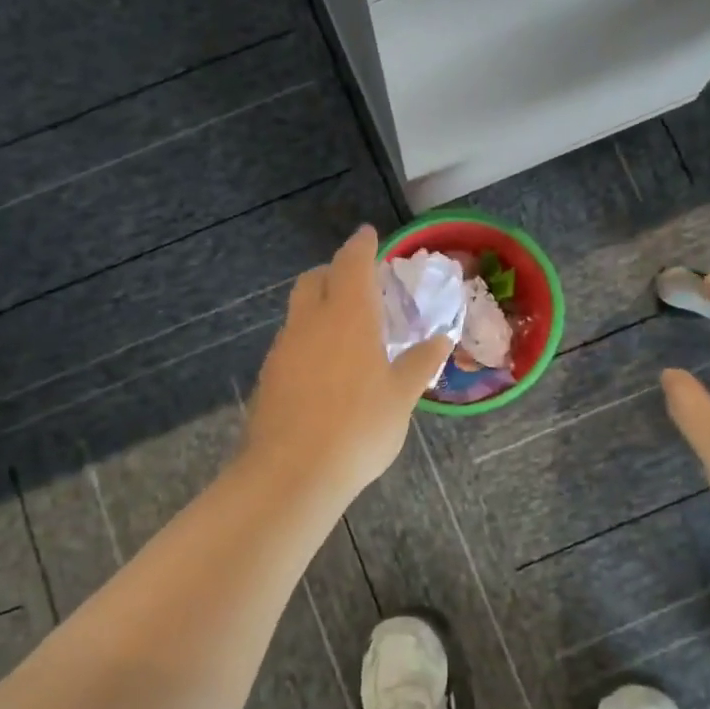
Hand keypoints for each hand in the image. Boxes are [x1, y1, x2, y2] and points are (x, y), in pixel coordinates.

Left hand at [241, 225, 453, 509]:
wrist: (292, 473)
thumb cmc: (359, 427)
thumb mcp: (401, 396)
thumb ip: (420, 363)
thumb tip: (440, 338)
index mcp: (348, 314)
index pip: (352, 262)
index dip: (361, 244)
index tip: (368, 235)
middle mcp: (311, 321)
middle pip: (315, 279)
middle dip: (334, 272)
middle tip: (359, 287)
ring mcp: (284, 347)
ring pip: (299, 310)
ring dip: (320, 307)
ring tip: (346, 333)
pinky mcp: (269, 374)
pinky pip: (291, 341)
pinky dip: (309, 339)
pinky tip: (325, 369)